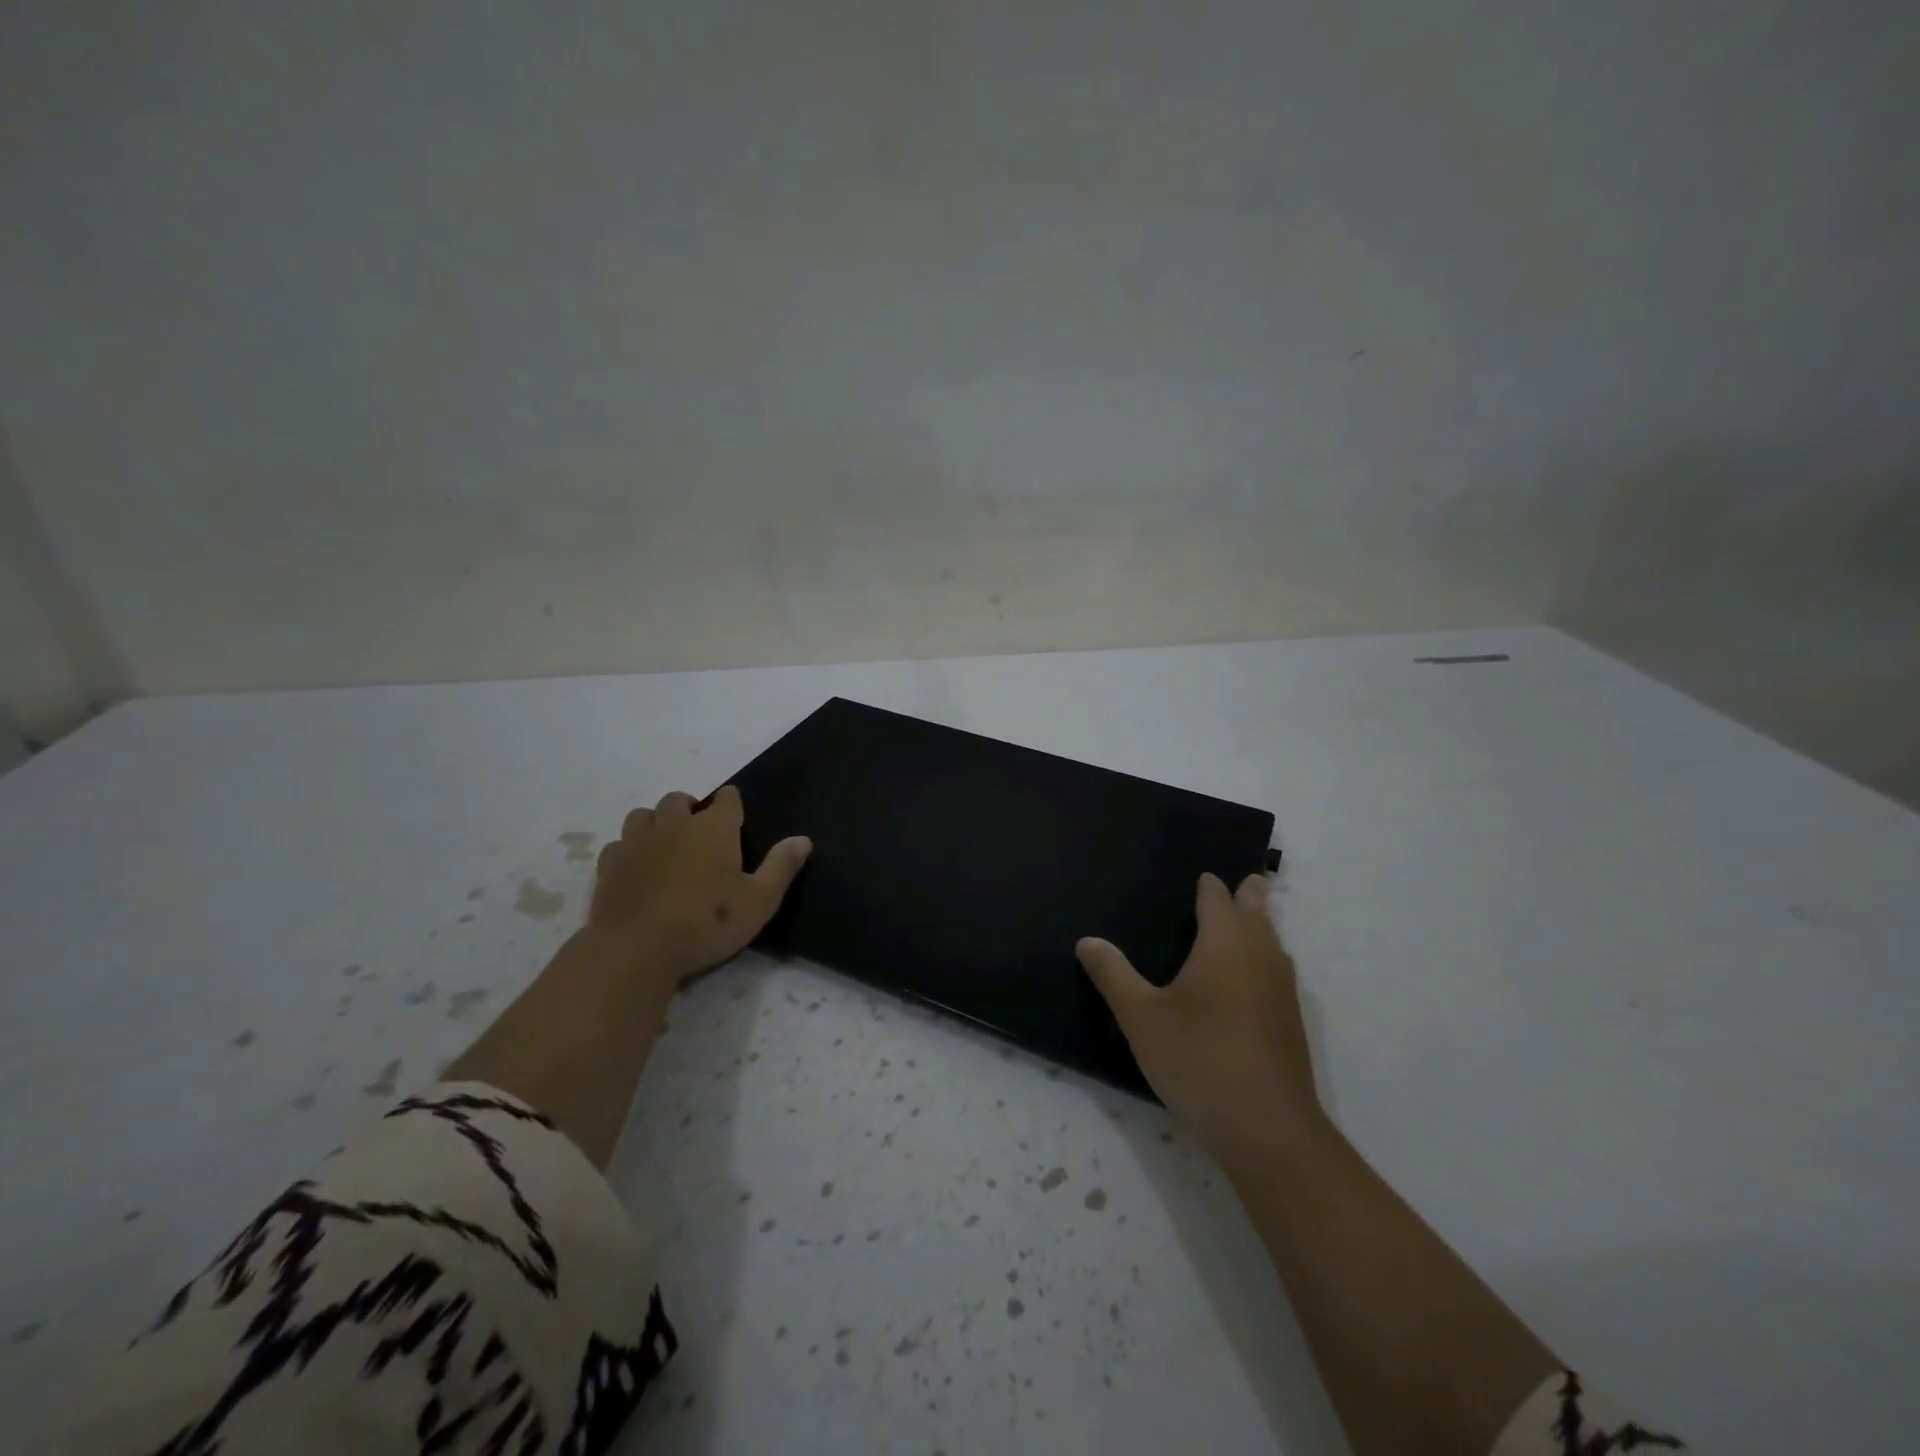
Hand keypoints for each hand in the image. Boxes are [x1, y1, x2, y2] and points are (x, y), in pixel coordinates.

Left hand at [590, 785, 811, 989]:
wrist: (636, 950)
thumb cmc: (706, 923)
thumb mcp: (760, 901)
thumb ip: (781, 866)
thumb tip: (803, 839)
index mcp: (714, 828)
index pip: (727, 798)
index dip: (733, 803)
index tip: (736, 817)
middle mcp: (674, 824)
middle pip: (679, 800)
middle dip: (691, 808)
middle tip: (700, 832)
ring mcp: (636, 842)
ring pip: (644, 815)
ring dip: (657, 822)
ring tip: (666, 844)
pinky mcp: (609, 865)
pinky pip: (619, 844)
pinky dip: (629, 849)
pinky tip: (637, 867)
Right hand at [1078, 872, 1320, 1167]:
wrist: (1267, 1128)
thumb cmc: (1198, 1058)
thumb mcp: (1141, 1017)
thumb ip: (1112, 974)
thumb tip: (1087, 940)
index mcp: (1224, 941)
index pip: (1218, 897)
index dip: (1208, 885)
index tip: (1202, 878)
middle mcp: (1260, 954)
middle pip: (1258, 910)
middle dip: (1249, 893)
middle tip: (1242, 881)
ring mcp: (1282, 988)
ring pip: (1273, 940)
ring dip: (1260, 926)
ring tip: (1244, 923)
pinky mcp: (1291, 1020)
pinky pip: (1277, 970)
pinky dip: (1264, 958)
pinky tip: (1249, 981)